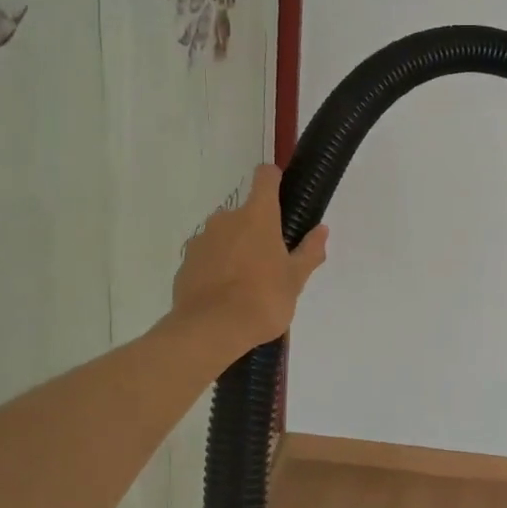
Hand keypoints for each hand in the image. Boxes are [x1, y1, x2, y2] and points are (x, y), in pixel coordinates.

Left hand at [170, 165, 328, 356]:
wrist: (210, 330)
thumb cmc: (262, 299)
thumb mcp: (295, 279)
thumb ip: (309, 251)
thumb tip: (321, 230)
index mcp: (257, 216)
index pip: (265, 177)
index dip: (273, 179)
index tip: (281, 192)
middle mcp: (226, 219)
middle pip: (246, 213)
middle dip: (257, 230)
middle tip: (271, 261)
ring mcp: (202, 240)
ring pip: (225, 236)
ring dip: (236, 249)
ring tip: (247, 283)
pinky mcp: (185, 263)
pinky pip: (207, 257)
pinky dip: (217, 267)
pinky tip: (225, 294)